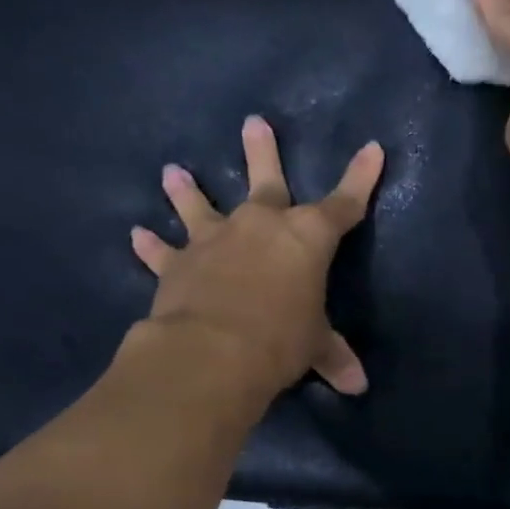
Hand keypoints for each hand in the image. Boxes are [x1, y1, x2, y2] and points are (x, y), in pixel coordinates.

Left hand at [130, 116, 384, 397]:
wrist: (214, 352)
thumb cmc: (280, 340)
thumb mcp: (314, 347)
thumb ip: (334, 357)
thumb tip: (358, 386)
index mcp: (305, 238)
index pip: (344, 203)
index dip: (361, 177)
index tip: (372, 148)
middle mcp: (259, 226)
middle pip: (266, 181)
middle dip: (261, 152)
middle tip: (253, 122)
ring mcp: (215, 240)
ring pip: (200, 206)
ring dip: (187, 191)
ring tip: (173, 172)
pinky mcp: (178, 264)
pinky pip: (162, 252)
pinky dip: (151, 246)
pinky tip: (137, 235)